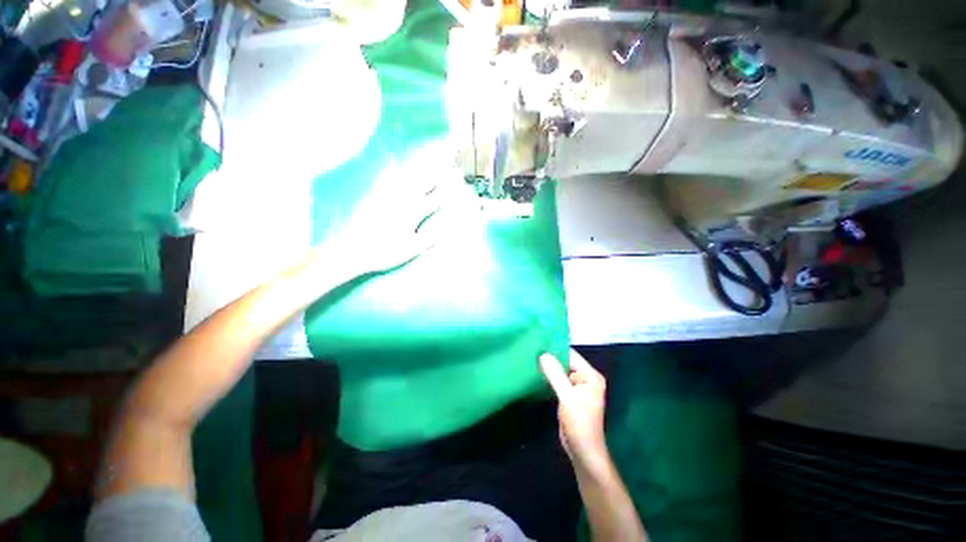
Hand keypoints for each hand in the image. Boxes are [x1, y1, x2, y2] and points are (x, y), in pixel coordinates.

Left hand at [327, 157, 450, 275]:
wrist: (350, 250)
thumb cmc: (383, 252)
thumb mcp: (410, 250)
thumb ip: (429, 239)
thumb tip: (448, 230)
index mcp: (411, 214)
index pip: (434, 198)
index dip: (448, 187)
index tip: (459, 175)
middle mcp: (400, 201)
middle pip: (423, 182)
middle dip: (437, 170)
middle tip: (448, 156)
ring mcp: (386, 197)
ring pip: (406, 177)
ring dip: (420, 166)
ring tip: (430, 155)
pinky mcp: (373, 197)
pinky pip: (384, 179)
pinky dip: (392, 169)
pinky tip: (394, 162)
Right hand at [539, 349, 609, 473]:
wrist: (583, 451)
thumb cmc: (579, 424)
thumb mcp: (566, 397)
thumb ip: (555, 375)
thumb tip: (543, 354)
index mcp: (591, 375)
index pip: (571, 355)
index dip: (554, 349)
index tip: (537, 343)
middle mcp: (586, 378)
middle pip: (565, 362)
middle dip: (550, 358)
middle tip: (531, 350)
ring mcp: (579, 386)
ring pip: (561, 370)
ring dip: (549, 368)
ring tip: (531, 358)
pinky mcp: (571, 394)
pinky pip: (559, 380)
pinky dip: (550, 377)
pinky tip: (537, 372)